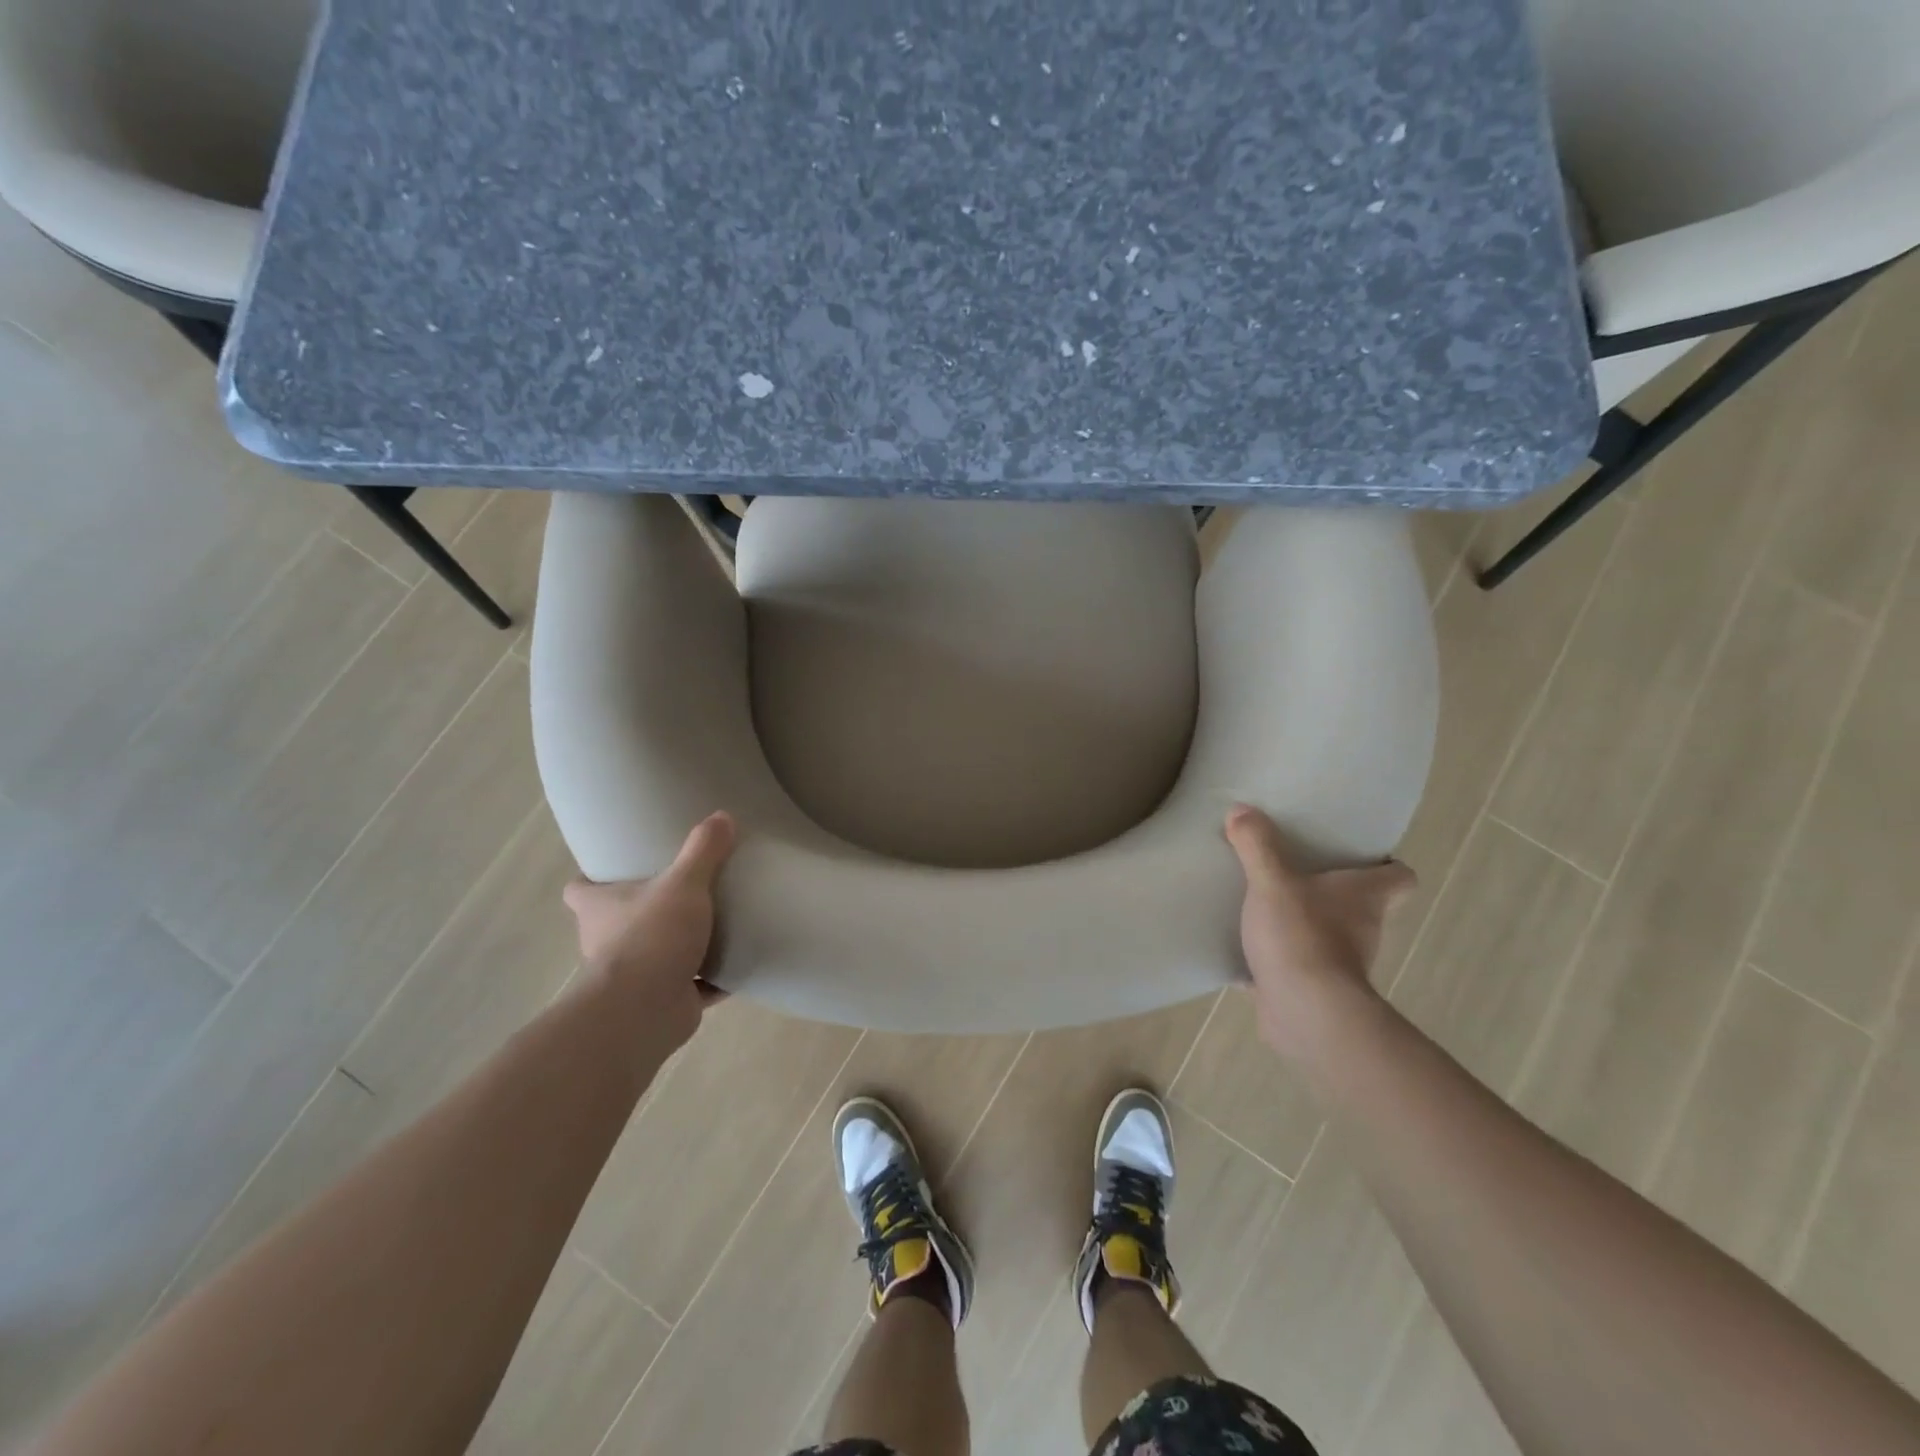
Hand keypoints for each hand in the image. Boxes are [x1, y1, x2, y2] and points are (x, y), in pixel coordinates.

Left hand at [564, 812, 735, 1051]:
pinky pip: (690, 985)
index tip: (617, 867)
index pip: (579, 890)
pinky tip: (735, 965)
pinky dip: (709, 978)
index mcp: (599, 909)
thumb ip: (703, 850)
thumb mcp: (683, 883)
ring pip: (653, 953)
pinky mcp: (662, 999)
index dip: (591, 879)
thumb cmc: (652, 936)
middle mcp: (606, 941)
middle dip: (642, 909)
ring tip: (711, 924)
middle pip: (616, 920)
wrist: (646, 1010)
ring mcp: (633, 975)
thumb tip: (722, 815)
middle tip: (678, 890)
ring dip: (675, 945)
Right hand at [1224, 805, 1414, 1057]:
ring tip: (1264, 905)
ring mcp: (1340, 963)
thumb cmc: (1302, 936)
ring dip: (1304, 923)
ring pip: (1328, 935)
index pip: (1400, 877)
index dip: (1385, 865)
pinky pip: (1295, 966)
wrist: (1305, 1013)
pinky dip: (1278, 958)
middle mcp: (1364, 929)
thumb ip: (1257, 845)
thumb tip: (1241, 810)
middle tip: (1294, 871)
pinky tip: (1246, 947)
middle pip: (1361, 905)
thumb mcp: (1272, 881)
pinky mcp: (1313, 989)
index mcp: (1366, 897)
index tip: (1357, 855)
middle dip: (1332, 891)